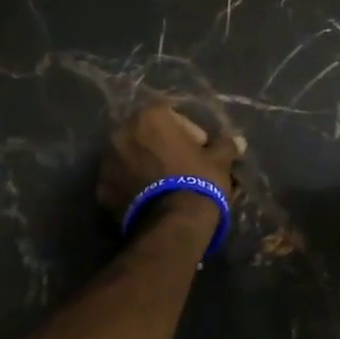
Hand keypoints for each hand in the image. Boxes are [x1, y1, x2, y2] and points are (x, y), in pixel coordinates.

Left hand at [97, 101, 241, 222]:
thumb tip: (238, 141)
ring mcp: (107, 163)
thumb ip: (226, 146)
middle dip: (163, 146)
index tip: (200, 148)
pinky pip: (121, 181)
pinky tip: (151, 199)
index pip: (170, 113)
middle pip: (146, 134)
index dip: (188, 130)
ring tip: (166, 184)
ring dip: (146, 165)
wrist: (172, 225)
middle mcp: (122, 134)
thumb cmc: (198, 180)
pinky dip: (133, 185)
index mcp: (149, 118)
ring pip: (131, 157)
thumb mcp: (219, 160)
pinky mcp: (101, 191)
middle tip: (183, 164)